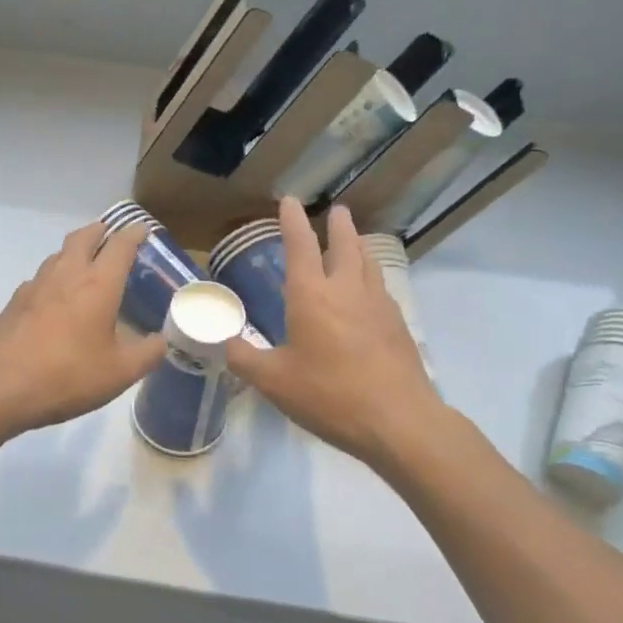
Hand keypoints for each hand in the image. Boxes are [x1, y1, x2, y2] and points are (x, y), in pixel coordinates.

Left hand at [0, 221, 166, 435]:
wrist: (2, 386)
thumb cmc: (68, 375)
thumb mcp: (120, 372)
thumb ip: (147, 353)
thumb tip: (161, 341)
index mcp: (98, 284)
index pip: (120, 245)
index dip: (133, 234)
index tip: (142, 229)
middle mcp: (67, 274)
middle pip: (84, 237)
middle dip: (100, 231)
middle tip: (111, 235)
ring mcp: (37, 284)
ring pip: (59, 254)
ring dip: (75, 250)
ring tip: (86, 263)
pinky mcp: (16, 301)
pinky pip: (41, 277)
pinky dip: (55, 276)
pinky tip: (56, 297)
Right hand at [226, 199, 443, 468]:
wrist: (399, 421)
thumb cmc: (329, 395)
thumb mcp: (273, 381)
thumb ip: (244, 358)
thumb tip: (224, 342)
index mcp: (312, 296)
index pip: (300, 246)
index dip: (292, 222)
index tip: (290, 201)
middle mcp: (347, 290)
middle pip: (345, 246)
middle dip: (338, 226)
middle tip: (338, 211)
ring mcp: (378, 306)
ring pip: (368, 264)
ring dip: (359, 247)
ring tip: (355, 241)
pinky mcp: (398, 326)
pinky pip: (381, 288)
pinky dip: (371, 277)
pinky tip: (369, 292)